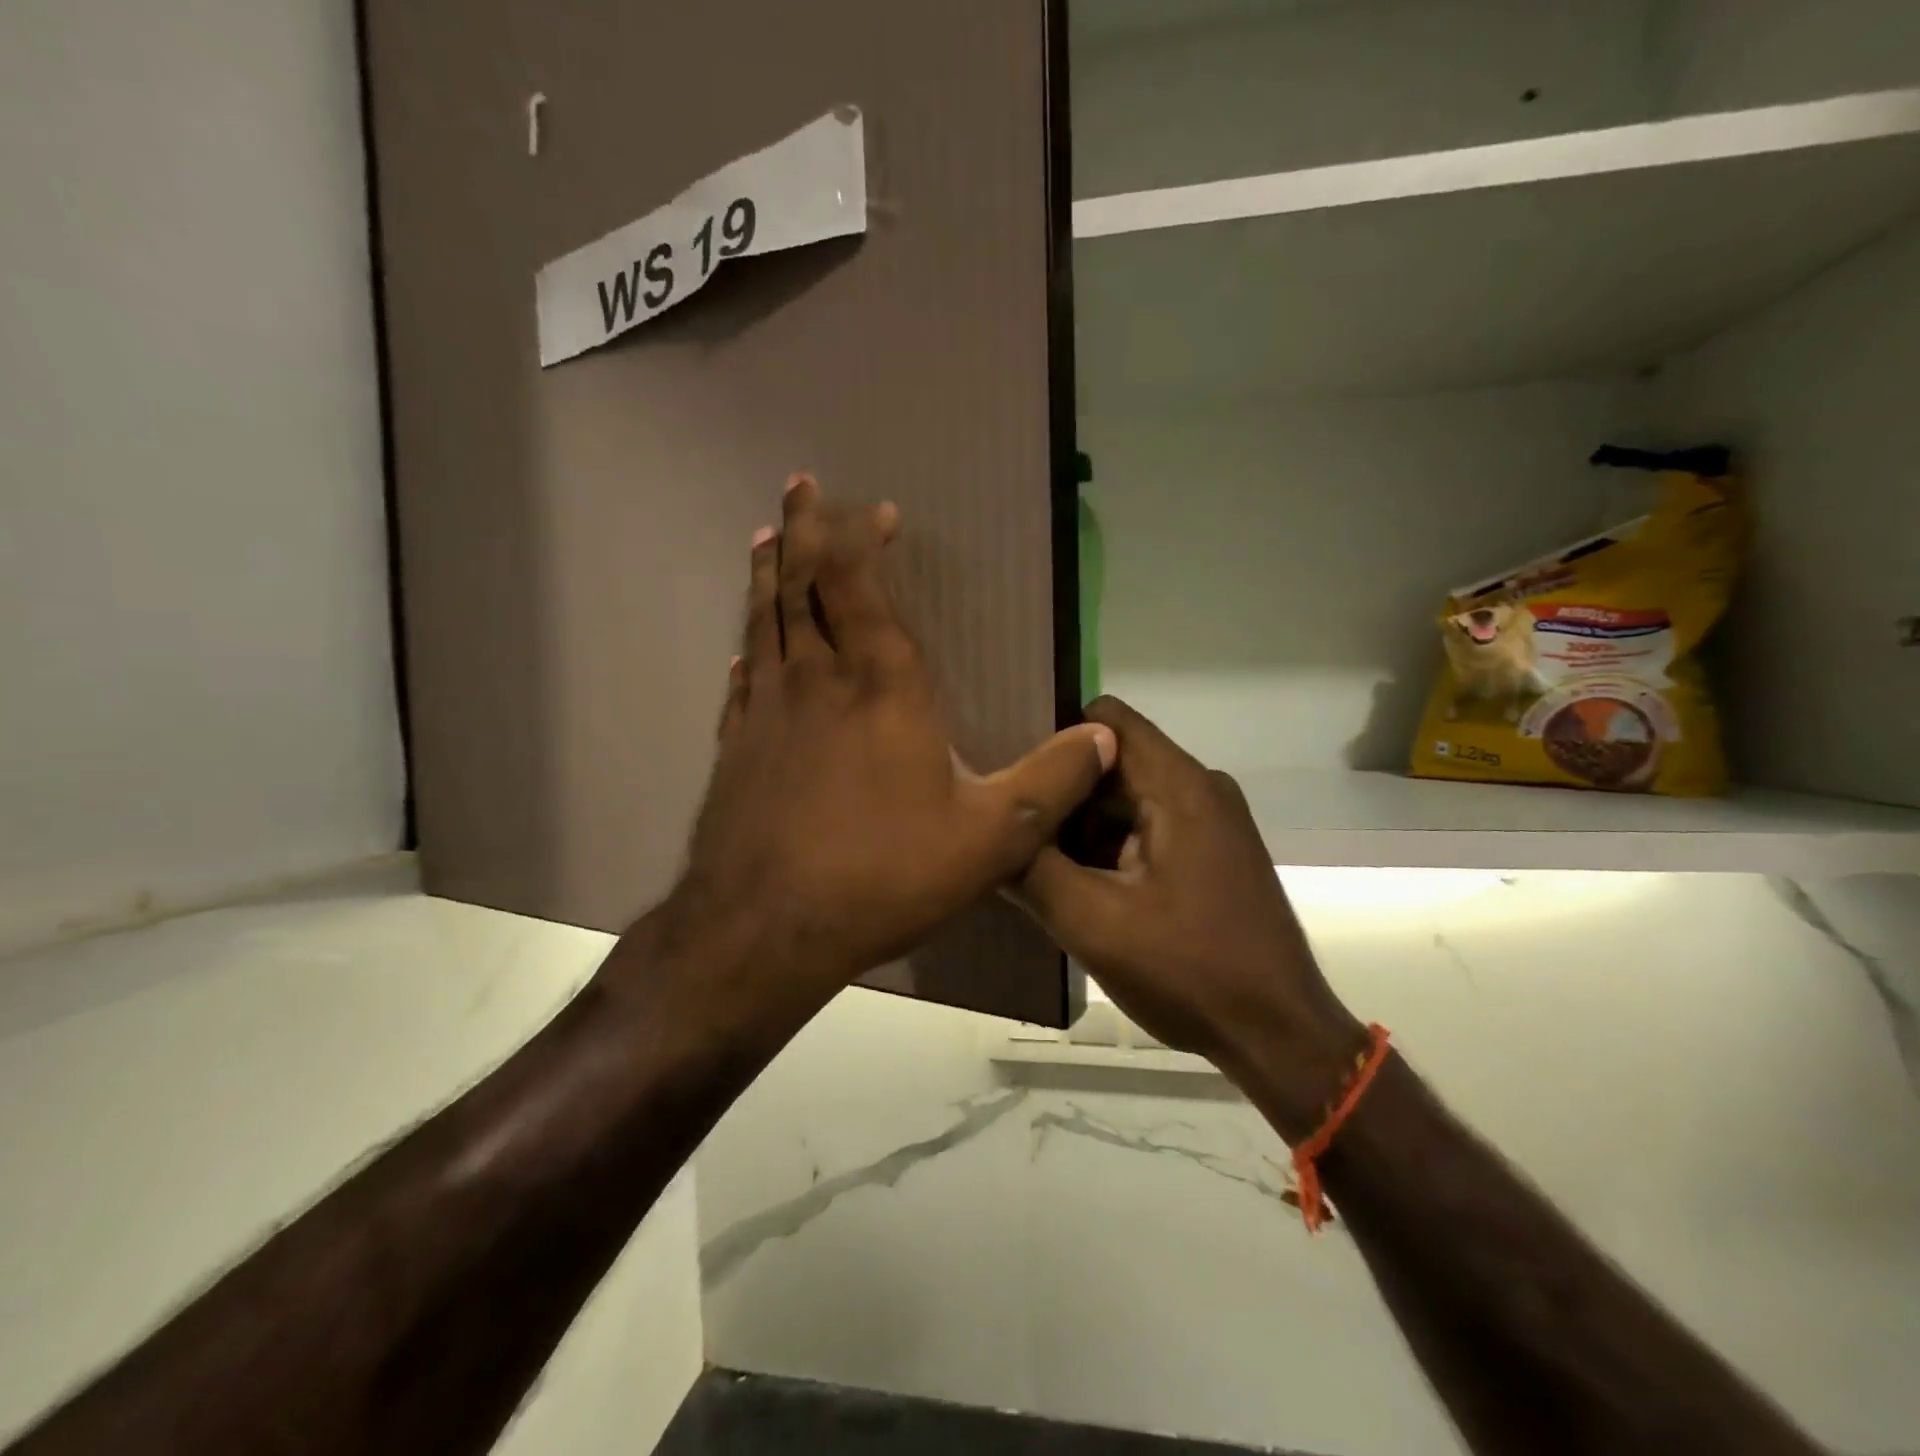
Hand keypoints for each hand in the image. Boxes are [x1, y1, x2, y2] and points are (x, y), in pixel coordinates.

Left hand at [657, 476, 1115, 1013]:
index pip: (864, 587)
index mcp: (881, 688)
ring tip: (767, 538)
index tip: (874, 509)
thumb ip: (1052, 782)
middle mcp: (818, 682)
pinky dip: (746, 652)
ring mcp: (766, 713)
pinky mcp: (735, 749)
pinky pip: (740, 682)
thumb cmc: (883, 875)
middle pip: (804, 586)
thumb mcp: (993, 838)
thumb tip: (1105, 736)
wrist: (766, 929)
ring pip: (764, 622)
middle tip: (801, 484)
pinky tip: (743, 650)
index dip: (863, 540)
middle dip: (806, 530)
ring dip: (768, 575)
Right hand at [1013, 697, 1363, 1134]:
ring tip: (1030, 864)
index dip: (1053, 738)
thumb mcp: (1092, 922)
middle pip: (1111, 761)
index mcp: (1179, 786)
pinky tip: (1075, 887)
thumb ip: (1031, 868)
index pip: (1104, 719)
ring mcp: (1210, 822)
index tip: (1012, 776)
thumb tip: (989, 834)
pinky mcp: (1212, 853)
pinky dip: (1109, 849)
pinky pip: (1147, 829)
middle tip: (1008, 830)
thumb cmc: (1189, 972)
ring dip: (1081, 828)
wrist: (1278, 1035)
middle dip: (1060, 793)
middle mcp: (1200, 788)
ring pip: (1126, 799)